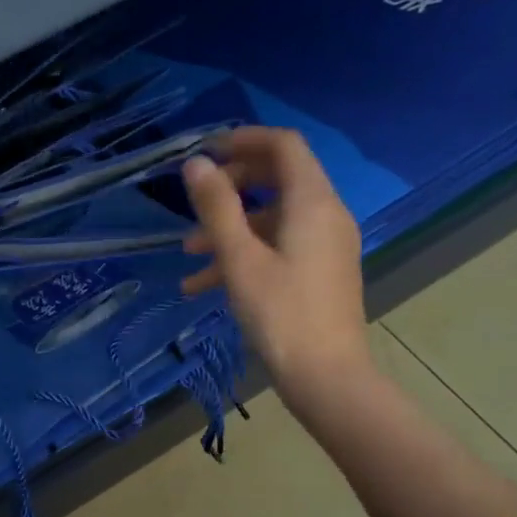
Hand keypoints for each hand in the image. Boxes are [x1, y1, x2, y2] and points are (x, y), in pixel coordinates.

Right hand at [181, 127, 372, 395]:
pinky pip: (281, 247)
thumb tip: (195, 164)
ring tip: (189, 253)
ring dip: (231, 228)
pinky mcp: (321, 272)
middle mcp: (326, 215)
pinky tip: (204, 285)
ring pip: (274, 218)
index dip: (244, 140)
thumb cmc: (281, 315)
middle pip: (279, 178)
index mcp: (313, 202)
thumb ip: (217, 208)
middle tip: (197, 201)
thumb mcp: (240, 260)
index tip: (206, 152)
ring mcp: (326, 245)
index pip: (284, 146)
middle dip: (232, 186)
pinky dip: (246, 254)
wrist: (327, 377)